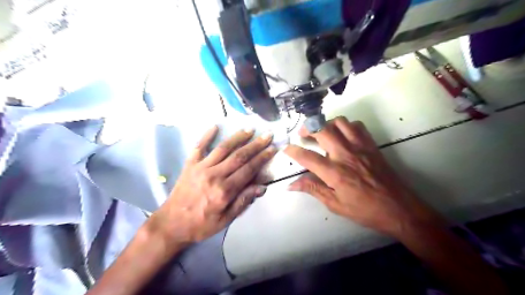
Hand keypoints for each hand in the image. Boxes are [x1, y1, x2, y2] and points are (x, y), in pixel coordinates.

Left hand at [149, 125, 276, 244]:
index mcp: (225, 190)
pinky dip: (207, 136)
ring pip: (223, 148)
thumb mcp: (225, 220)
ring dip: (238, 137)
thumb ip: (243, 201)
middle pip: (239, 156)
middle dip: (255, 144)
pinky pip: (199, 147)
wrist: (171, 224)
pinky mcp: (190, 165)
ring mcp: (201, 167)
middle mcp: (214, 175)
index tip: (272, 148)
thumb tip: (261, 187)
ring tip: (249, 129)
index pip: (248, 169)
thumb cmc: (201, 224)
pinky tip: (215, 126)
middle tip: (267, 135)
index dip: (262, 158)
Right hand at [285, 118, 443, 236]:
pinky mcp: (371, 145)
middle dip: (307, 128)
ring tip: (322, 133)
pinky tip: (342, 135)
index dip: (293, 151)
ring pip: (339, 122)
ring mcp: (360, 147)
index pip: (307, 157)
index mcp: (335, 173)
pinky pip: (356, 125)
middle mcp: (345, 155)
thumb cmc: (365, 210)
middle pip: (322, 130)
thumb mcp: (335, 204)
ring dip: (327, 124)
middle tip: (303, 135)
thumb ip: (313, 189)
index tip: (286, 148)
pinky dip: (345, 126)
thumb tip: (291, 185)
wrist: (399, 208)